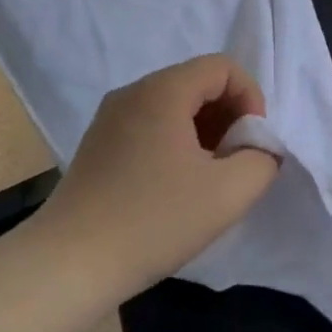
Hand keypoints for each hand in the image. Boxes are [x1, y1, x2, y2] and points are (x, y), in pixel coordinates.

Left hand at [34, 55, 281, 304]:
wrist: (70, 263)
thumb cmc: (154, 220)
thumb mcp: (228, 193)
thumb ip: (262, 161)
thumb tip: (259, 149)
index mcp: (162, 91)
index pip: (222, 67)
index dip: (250, 97)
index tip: (252, 143)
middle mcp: (132, 93)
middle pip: (196, 83)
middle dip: (228, 116)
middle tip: (235, 162)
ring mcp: (109, 118)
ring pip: (173, 106)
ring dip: (204, 131)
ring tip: (209, 177)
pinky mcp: (97, 145)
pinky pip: (149, 126)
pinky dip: (175, 143)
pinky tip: (176, 187)